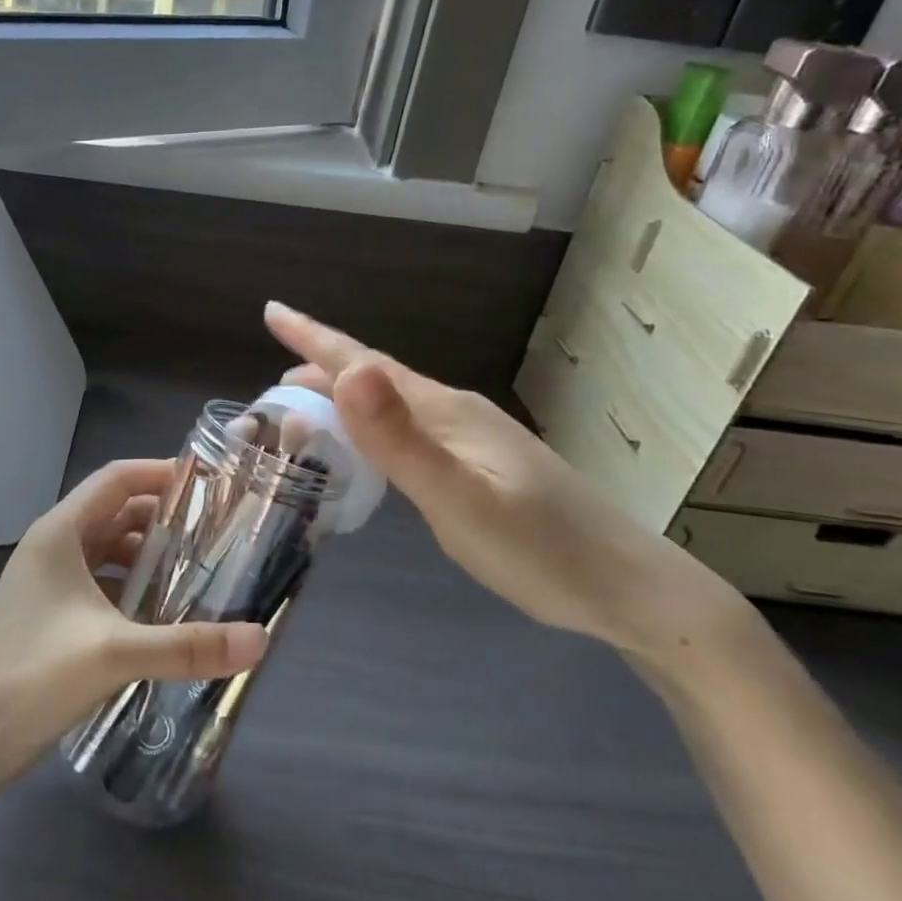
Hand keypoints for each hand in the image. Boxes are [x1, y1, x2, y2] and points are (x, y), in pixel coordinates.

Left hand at [0, 459, 268, 784]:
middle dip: (163, 517)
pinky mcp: (50, 612)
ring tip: (197, 568)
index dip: (160, 473)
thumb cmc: (34, 678)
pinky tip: (161, 610)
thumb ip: (188, 645)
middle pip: (115, 511)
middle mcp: (51, 546)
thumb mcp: (116, 654)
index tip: (208, 484)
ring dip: (147, 553)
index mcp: (59, 533)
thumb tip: (260, 638)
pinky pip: (99, 580)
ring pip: (107, 547)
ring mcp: (48, 580)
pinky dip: (131, 584)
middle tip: (215, 529)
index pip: (115, 479)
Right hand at [265, 302, 744, 659]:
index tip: (271, 310)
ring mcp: (472, 437)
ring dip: (345, 399)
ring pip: (392, 403)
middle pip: (375, 377)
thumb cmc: (539, 551)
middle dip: (320, 370)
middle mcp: (455, 412)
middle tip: (271, 385)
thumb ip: (400, 440)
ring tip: (305, 408)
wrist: (629, 590)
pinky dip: (373, 426)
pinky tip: (371, 446)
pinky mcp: (481, 463)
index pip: (364, 361)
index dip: (314, 337)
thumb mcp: (458, 500)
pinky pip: (410, 428)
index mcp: (443, 410)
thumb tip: (348, 370)